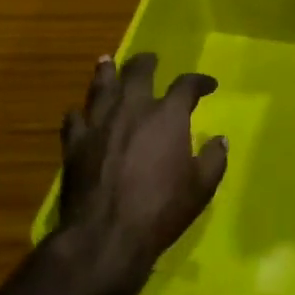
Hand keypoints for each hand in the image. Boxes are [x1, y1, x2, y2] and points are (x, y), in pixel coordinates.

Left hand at [55, 52, 227, 294]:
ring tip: (108, 62)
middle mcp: (132, 108)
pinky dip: (80, 112)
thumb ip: (213, 160)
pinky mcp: (74, 142)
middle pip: (138, 72)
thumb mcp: (200, 189)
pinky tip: (80, 113)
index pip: (186, 85)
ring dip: (107, 72)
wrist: (106, 234)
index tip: (208, 85)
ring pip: (102, 85)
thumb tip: (220, 140)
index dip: (199, 81)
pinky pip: (74, 118)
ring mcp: (99, 122)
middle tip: (151, 60)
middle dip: (147, 62)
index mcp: (167, 115)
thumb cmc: (160, 210)